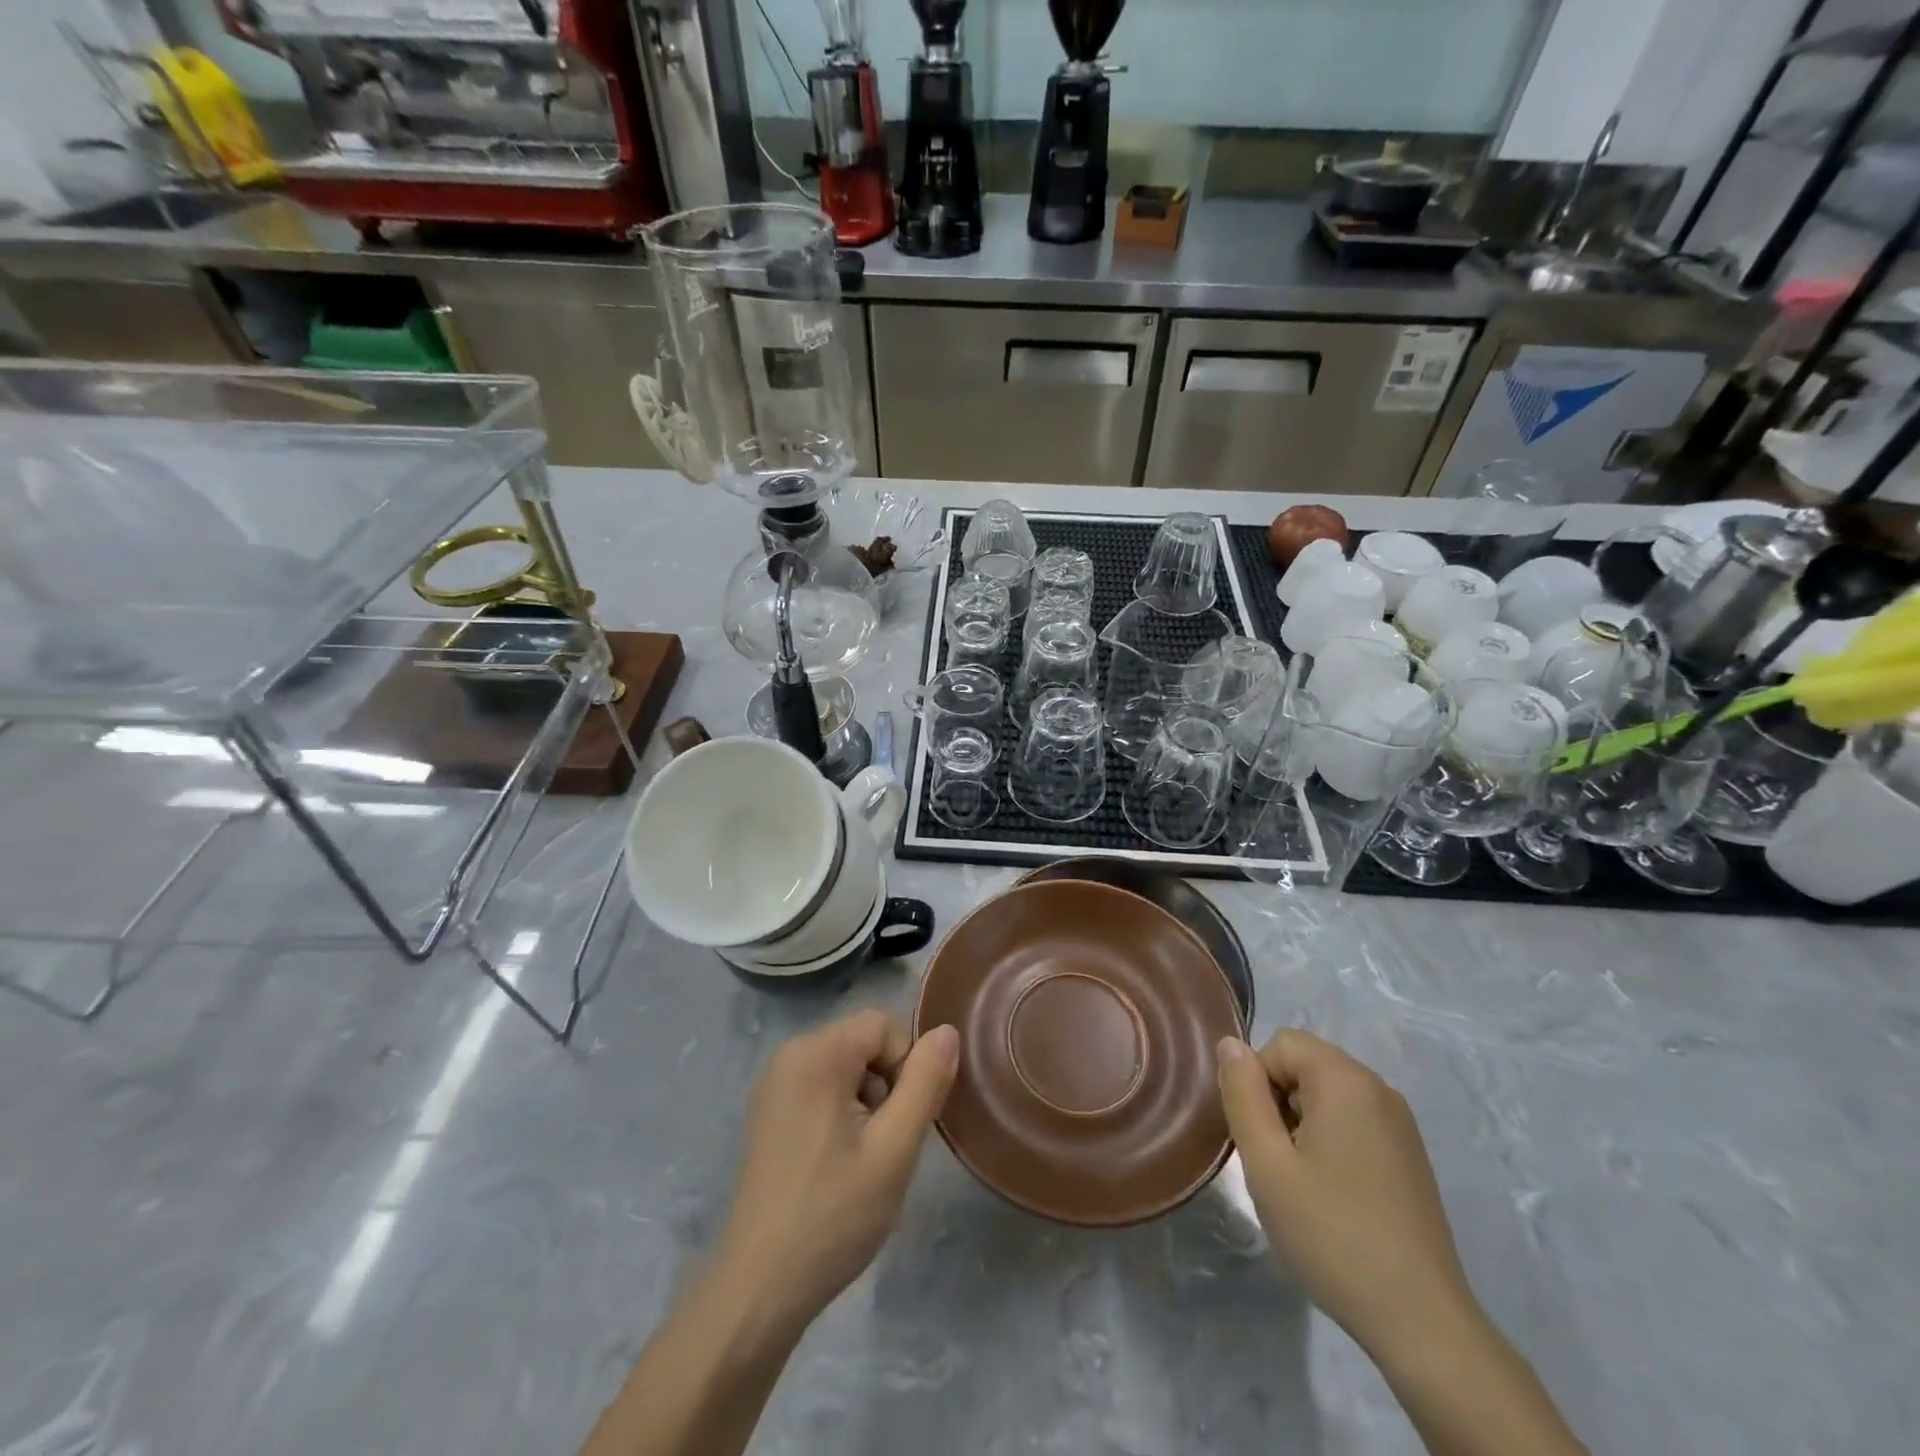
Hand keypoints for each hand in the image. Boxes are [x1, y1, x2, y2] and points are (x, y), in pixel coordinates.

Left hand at [716, 1010, 959, 1334]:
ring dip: (867, 1101)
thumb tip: (947, 1032)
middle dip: (887, 1084)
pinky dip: (841, 1112)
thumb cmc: (834, 1214)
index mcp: (816, 1054)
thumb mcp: (895, 1149)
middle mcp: (789, 1055)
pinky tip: (837, 1163)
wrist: (760, 1287)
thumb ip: (925, 1083)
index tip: (902, 1121)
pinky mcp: (768, 1113)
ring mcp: (773, 1085)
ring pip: (845, 1066)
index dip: (906, 1064)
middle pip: (862, 1042)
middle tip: (885, 1144)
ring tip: (862, 1158)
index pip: (883, 1025)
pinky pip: (821, 1087)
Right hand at [1217, 1030, 1475, 1360]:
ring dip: (1302, 1123)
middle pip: (1306, 1064)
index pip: (1280, 1044)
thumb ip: (1242, 1094)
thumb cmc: (1332, 1235)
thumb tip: (1230, 1043)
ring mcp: (1400, 1124)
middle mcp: (1379, 1089)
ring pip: (1327, 1094)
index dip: (1256, 1082)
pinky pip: (1353, 1121)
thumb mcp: (1266, 1163)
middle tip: (1277, 1163)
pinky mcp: (1410, 1156)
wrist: (1421, 1322)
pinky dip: (1330, 1140)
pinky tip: (1333, 1195)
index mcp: (1346, 1080)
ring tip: (1302, 1183)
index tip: (1261, 1139)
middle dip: (1278, 1101)